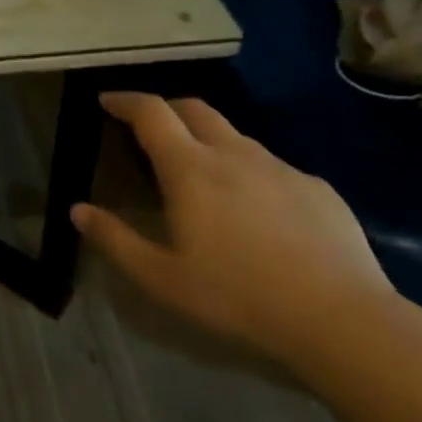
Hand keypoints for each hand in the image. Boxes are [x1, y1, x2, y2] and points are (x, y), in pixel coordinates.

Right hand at [71, 93, 396, 369]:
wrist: (343, 321)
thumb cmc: (238, 297)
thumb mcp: (161, 278)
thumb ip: (115, 239)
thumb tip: (77, 209)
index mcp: (190, 168)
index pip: (150, 111)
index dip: (125, 100)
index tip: (107, 100)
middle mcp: (234, 153)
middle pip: (194, 108)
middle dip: (166, 108)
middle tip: (149, 128)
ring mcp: (280, 167)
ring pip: (235, 135)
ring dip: (208, 139)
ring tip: (202, 172)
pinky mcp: (318, 188)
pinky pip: (272, 166)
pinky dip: (249, 170)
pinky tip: (257, 210)